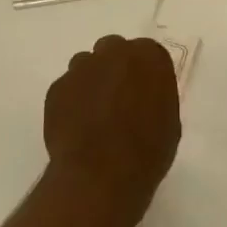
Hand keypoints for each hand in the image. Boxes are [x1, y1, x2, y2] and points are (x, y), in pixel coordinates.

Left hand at [44, 36, 181, 217]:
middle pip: (114, 50)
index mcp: (149, 56)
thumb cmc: (147, 152)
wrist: (101, 176)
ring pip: (86, 65)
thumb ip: (156, 96)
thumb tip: (143, 97)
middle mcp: (113, 52)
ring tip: (95, 116)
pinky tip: (77, 128)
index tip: (144, 94)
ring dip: (92, 82)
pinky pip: (67, 88)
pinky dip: (72, 102)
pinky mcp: (57, 88)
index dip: (144, 74)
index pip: (148, 54)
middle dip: (116, 69)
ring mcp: (81, 68)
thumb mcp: (169, 122)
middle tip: (119, 100)